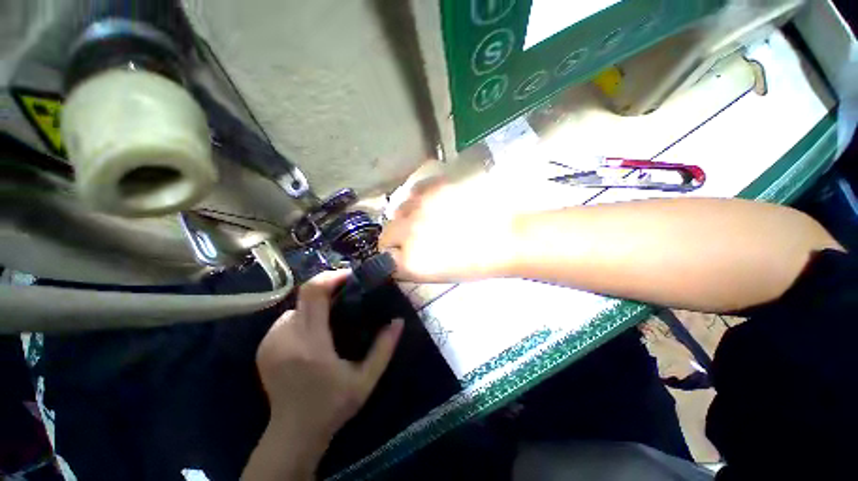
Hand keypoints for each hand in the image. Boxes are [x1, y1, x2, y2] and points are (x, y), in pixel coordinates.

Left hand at [251, 271, 402, 476]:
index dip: (332, 277)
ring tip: (334, 313)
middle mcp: (285, 337)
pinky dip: (304, 316)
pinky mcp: (263, 346)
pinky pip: (287, 319)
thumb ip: (384, 348)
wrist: (293, 433)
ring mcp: (270, 341)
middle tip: (348, 292)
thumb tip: (399, 320)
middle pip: (304, 294)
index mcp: (310, 343)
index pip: (314, 293)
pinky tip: (316, 330)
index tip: (351, 276)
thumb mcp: (366, 379)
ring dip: (316, 304)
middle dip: (327, 286)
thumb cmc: (333, 406)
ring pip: (297, 306)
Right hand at [380, 178, 520, 282]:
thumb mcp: (437, 275)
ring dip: (408, 216)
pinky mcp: (434, 186)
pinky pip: (415, 191)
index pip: (384, 257)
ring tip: (428, 219)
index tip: (401, 255)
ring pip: (399, 210)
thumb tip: (397, 257)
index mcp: (410, 261)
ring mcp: (420, 206)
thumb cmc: (475, 263)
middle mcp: (408, 232)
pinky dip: (419, 199)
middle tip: (417, 238)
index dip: (393, 256)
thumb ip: (410, 265)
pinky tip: (433, 203)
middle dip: (397, 237)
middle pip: (387, 232)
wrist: (506, 237)